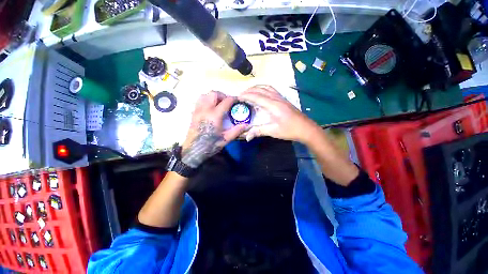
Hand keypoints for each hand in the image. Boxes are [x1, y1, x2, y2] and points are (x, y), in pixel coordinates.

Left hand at [181, 91, 247, 167]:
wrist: (194, 150)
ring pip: (205, 95)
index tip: (237, 101)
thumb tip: (246, 124)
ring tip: (218, 104)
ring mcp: (198, 110)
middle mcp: (205, 110)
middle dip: (222, 95)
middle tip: (227, 102)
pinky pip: (199, 100)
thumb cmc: (211, 145)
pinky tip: (210, 108)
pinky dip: (206, 99)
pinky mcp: (193, 113)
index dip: (233, 99)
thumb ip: (236, 130)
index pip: (225, 101)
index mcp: (215, 116)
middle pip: (213, 94)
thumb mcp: (226, 139)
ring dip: (213, 97)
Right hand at [239, 85, 319, 142]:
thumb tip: (246, 137)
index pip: (257, 96)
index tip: (237, 97)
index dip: (246, 95)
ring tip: (249, 93)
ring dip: (256, 88)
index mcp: (273, 105)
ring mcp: (281, 97)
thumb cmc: (289, 130)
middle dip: (249, 90)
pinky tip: (261, 94)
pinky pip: (271, 90)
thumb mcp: (273, 131)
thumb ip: (258, 131)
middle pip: (261, 89)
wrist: (306, 128)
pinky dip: (263, 89)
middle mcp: (276, 98)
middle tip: (241, 95)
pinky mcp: (283, 99)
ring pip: (266, 87)